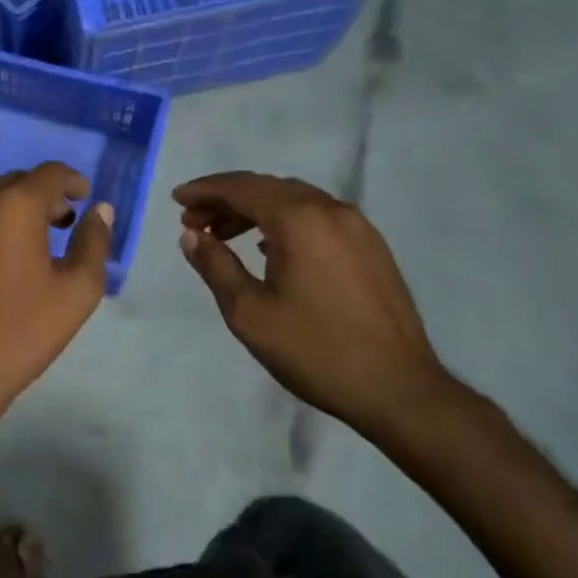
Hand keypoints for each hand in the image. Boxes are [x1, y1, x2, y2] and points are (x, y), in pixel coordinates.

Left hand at [0, 163, 113, 430]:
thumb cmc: (19, 335)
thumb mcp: (76, 293)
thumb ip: (94, 242)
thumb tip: (99, 209)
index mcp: (14, 206)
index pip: (49, 174)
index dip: (70, 181)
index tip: (79, 198)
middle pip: (11, 184)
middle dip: (36, 199)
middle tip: (51, 227)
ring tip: (8, 251)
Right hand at [173, 172, 456, 439]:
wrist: (400, 390)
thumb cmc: (317, 350)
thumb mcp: (250, 313)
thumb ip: (215, 266)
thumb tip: (191, 236)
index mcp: (300, 219)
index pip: (242, 187)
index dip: (205, 190)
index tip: (177, 199)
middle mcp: (331, 210)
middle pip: (268, 188)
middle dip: (226, 199)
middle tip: (193, 221)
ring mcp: (357, 227)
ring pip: (294, 201)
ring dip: (254, 211)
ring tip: (223, 235)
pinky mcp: (371, 248)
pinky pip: (317, 218)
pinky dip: (283, 222)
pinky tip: (268, 249)